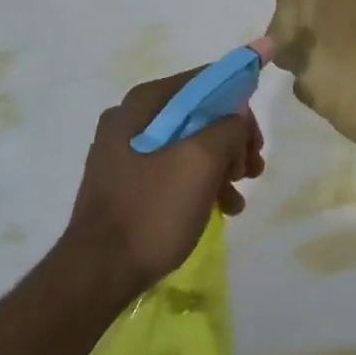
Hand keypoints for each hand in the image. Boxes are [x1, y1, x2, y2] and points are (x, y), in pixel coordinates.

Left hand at [62, 68, 265, 298]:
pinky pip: (174, 170)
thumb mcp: (202, 161)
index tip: (256, 136)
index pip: (204, 81)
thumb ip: (228, 126)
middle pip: (198, 114)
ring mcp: (126, 153)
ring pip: (190, 144)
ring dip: (222, 164)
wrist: (99, 273)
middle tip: (251, 167)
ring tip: (239, 193)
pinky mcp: (128, 184)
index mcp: (143, 104)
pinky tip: (221, 208)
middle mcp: (131, 120)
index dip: (238, 99)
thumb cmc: (153, 209)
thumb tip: (236, 119)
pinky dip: (200, 183)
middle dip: (232, 139)